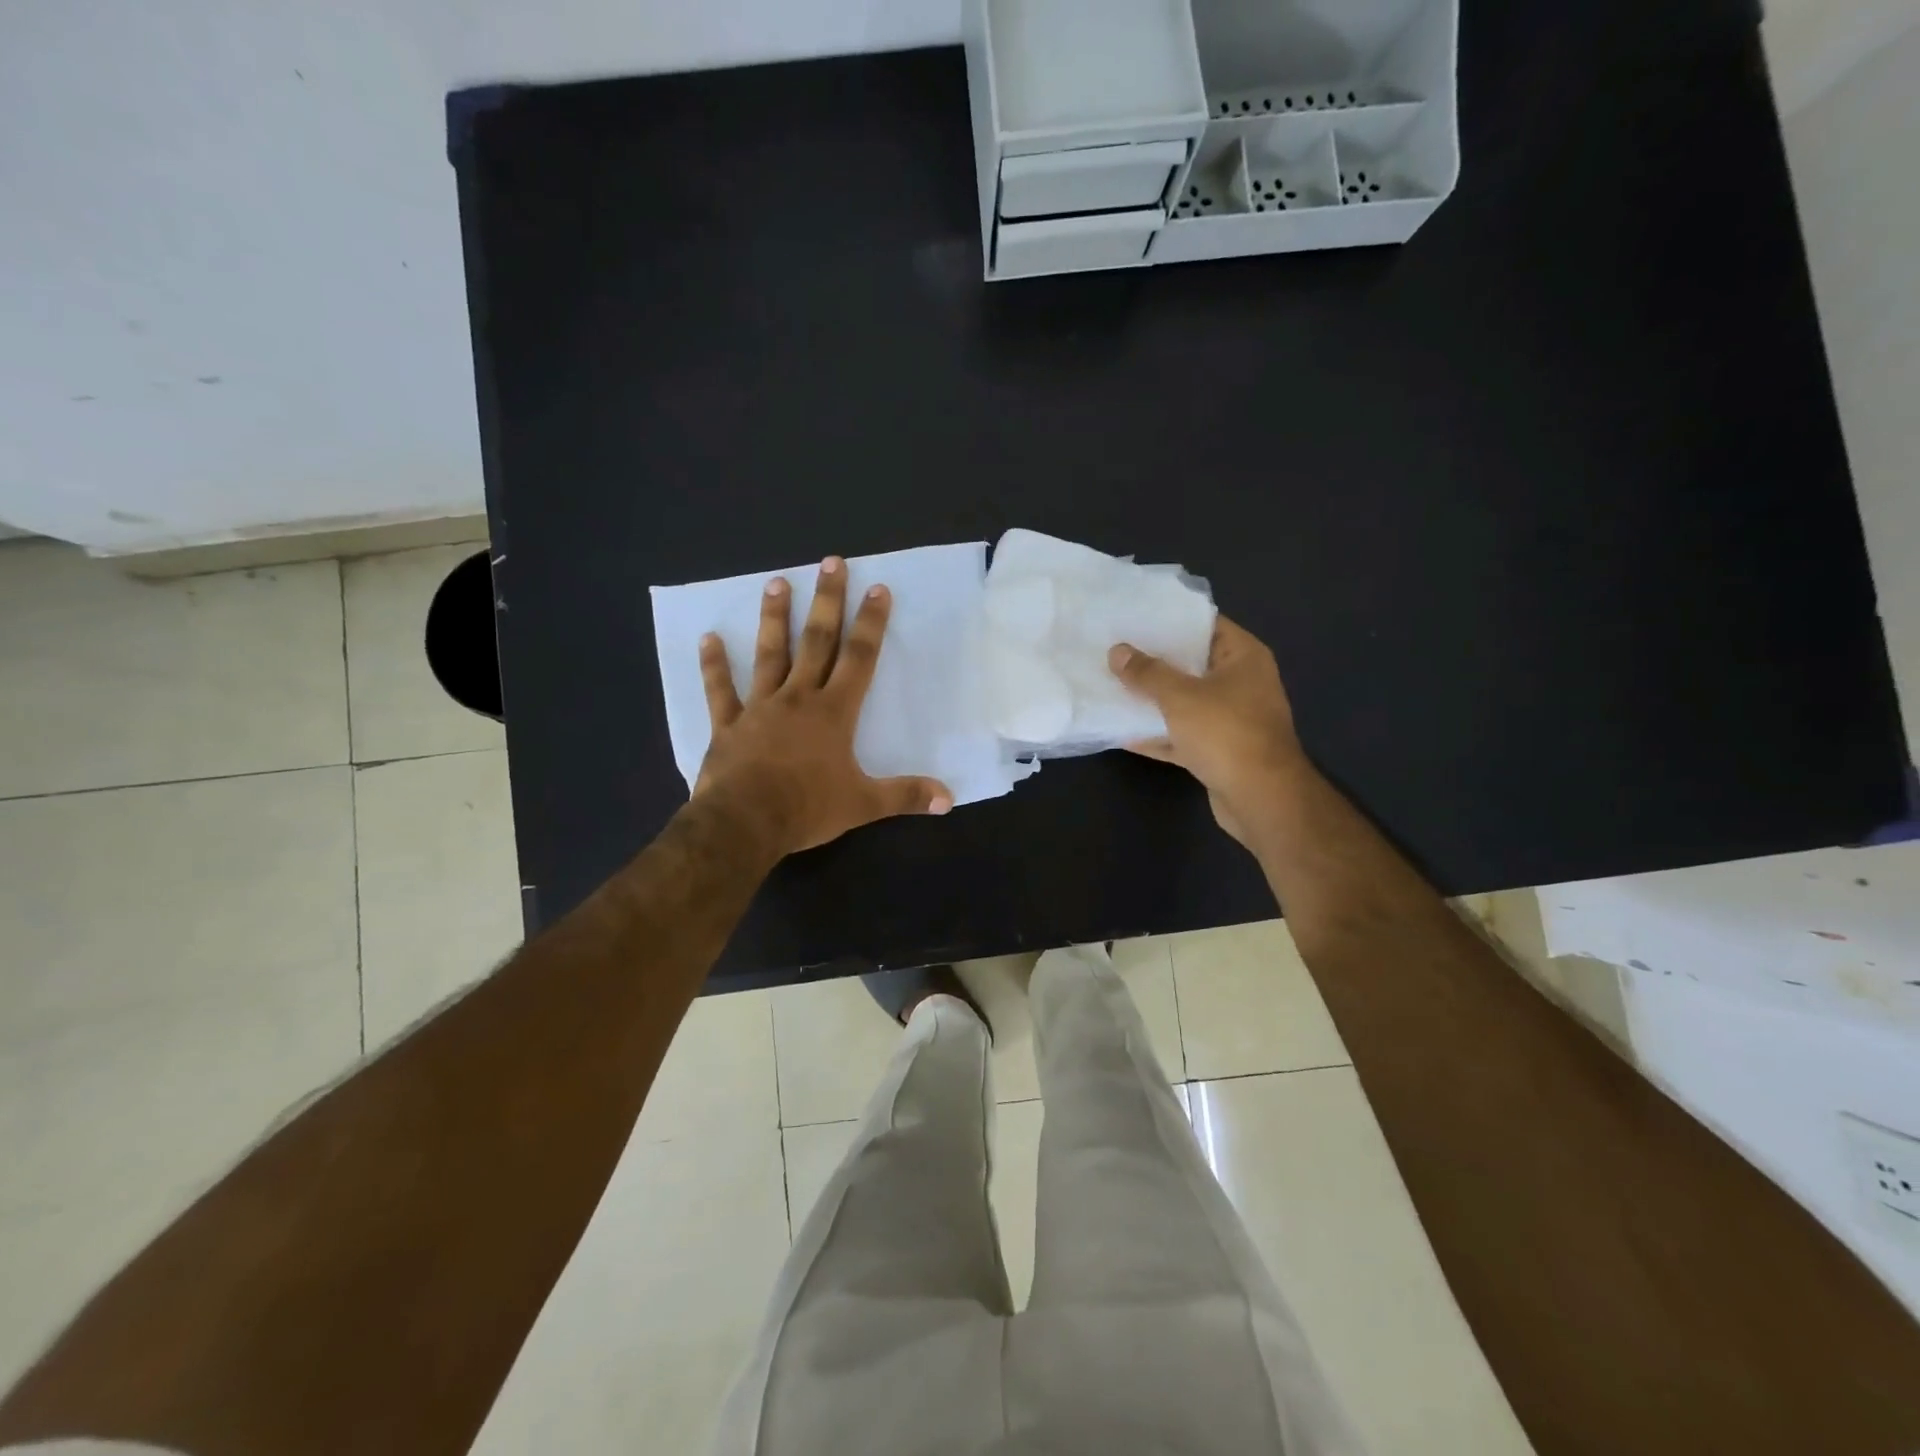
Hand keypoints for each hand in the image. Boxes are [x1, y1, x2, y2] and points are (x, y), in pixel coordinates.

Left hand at [693, 556, 953, 856]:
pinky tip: (708, 638)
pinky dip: (714, 665)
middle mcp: (798, 698)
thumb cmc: (807, 808)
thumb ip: (906, 796)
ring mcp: (760, 707)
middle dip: (827, 601)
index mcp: (834, 712)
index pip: (859, 658)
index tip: (878, 589)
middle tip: (831, 562)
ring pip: (769, 654)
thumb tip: (950, 799)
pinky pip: (721, 690)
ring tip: (776, 583)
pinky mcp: (728, 724)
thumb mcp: (864, 804)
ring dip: (774, 618)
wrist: (744, 823)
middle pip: (816, 641)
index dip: (871, 623)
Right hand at [1107, 616, 1308, 846]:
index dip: (1171, 620)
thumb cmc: (1226, 733)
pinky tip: (1125, 734)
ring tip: (1114, 687)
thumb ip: (1147, 673)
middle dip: (1156, 661)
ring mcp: (1232, 719)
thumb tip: (1117, 652)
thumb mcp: (1180, 696)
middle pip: (1193, 664)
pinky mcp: (1221, 751)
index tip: (1135, 618)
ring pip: (1187, 702)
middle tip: (1116, 651)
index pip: (1206, 625)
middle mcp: (1242, 683)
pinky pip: (1184, 735)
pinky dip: (1160, 735)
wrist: (1261, 798)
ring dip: (1154, 700)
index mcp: (1243, 658)